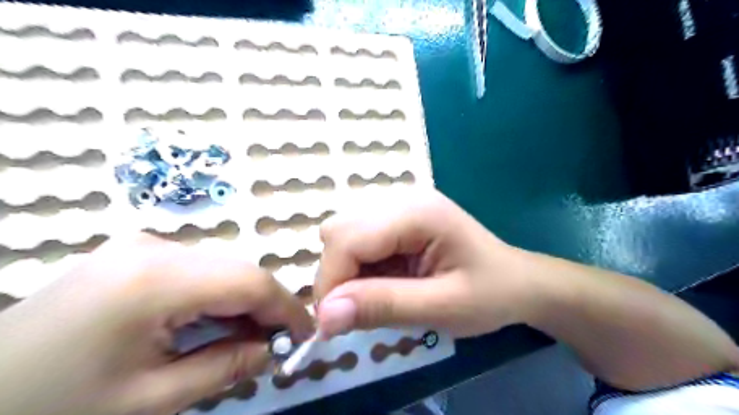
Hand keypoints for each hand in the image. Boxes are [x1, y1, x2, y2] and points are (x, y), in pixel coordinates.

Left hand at [1, 233, 310, 414]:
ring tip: (248, 337)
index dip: (286, 307)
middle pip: (237, 270)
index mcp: (155, 279)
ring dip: (242, 301)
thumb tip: (273, 349)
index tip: (306, 335)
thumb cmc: (54, 407)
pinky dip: (217, 295)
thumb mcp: (150, 400)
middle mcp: (154, 247)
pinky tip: (213, 323)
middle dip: (266, 305)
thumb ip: (226, 367)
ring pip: (221, 267)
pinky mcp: (135, 252)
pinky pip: (197, 269)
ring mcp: (142, 245)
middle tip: (277, 343)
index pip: (249, 281)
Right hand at [313, 190, 538, 338]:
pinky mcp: (396, 217)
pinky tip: (385, 280)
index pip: (348, 238)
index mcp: (417, 212)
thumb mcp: (442, 307)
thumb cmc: (489, 294)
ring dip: (347, 270)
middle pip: (339, 230)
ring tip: (378, 294)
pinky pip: (358, 239)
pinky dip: (359, 266)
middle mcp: (401, 198)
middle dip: (338, 274)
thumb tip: (325, 315)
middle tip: (360, 309)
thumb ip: (384, 307)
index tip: (334, 323)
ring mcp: (398, 204)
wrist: (517, 281)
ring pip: (343, 233)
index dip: (331, 281)